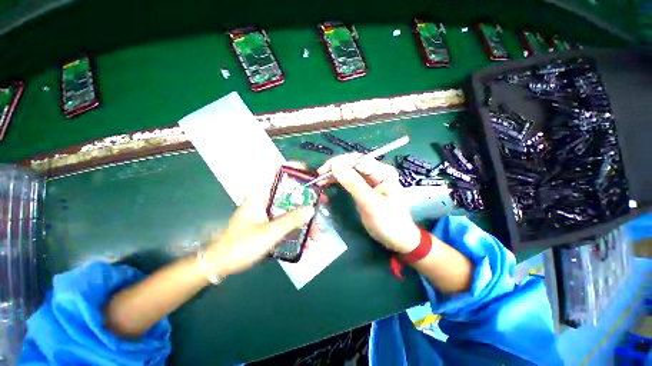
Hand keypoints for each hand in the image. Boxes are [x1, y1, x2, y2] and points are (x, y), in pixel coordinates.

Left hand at [203, 163, 314, 275]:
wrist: (221, 265)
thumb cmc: (241, 246)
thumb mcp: (269, 233)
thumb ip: (290, 220)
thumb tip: (311, 209)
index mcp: (260, 195)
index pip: (275, 172)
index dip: (291, 168)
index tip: (308, 173)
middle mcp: (265, 200)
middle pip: (289, 191)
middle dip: (307, 196)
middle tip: (321, 201)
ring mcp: (267, 213)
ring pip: (290, 208)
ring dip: (304, 218)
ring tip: (316, 231)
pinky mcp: (268, 223)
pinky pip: (286, 221)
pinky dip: (297, 229)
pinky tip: (305, 243)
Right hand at [318, 154, 419, 253]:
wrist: (397, 239)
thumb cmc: (387, 222)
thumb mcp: (370, 204)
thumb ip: (353, 184)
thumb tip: (336, 165)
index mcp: (383, 171)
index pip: (358, 160)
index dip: (339, 163)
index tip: (323, 172)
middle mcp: (377, 171)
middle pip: (353, 163)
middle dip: (335, 168)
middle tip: (319, 177)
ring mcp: (371, 179)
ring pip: (349, 171)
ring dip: (335, 174)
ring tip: (320, 181)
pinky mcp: (365, 187)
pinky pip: (349, 179)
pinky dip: (338, 181)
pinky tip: (328, 183)